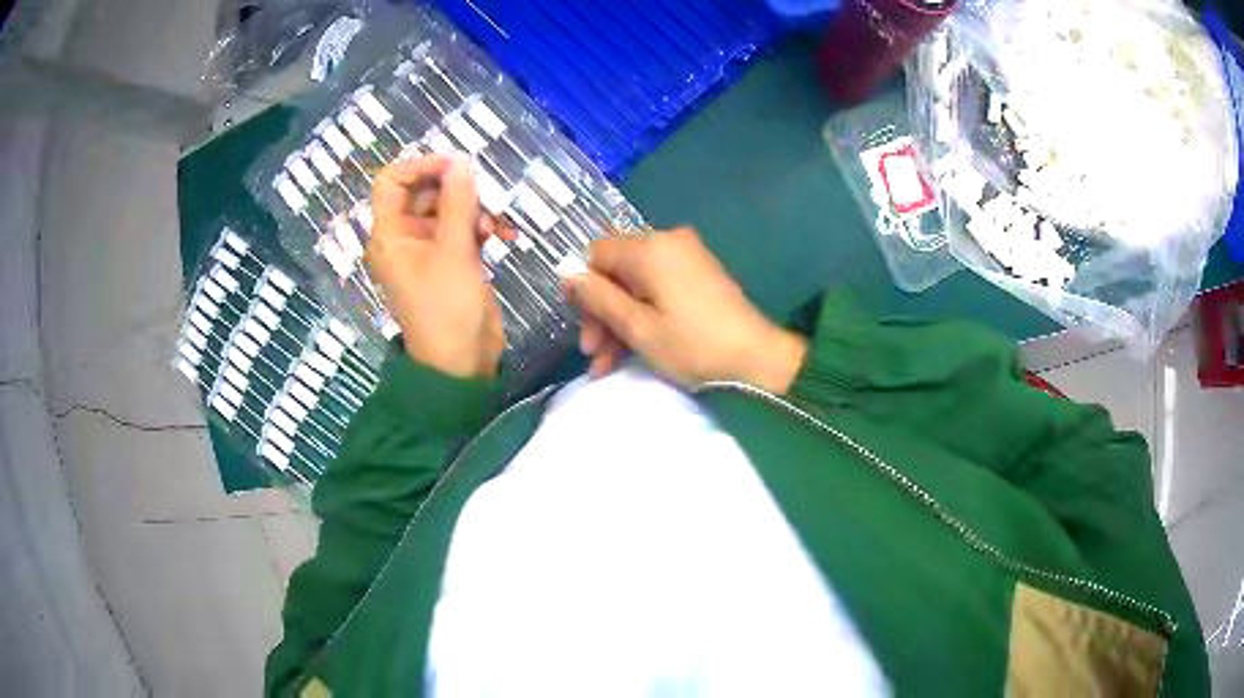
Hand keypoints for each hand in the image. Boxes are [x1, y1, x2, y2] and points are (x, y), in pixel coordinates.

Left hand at [367, 155, 504, 377]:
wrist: (461, 365)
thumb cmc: (447, 310)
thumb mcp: (453, 253)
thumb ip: (458, 203)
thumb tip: (461, 161)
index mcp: (389, 235)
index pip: (392, 182)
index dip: (421, 166)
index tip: (456, 165)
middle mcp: (404, 237)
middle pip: (425, 192)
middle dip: (456, 190)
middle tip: (485, 197)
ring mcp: (428, 250)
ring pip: (449, 209)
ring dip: (475, 209)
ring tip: (495, 226)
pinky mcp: (451, 261)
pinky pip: (463, 229)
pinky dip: (481, 227)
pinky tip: (503, 236)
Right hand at [564, 228, 806, 392]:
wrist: (757, 359)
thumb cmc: (692, 345)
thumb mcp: (637, 327)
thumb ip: (598, 298)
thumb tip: (568, 274)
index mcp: (650, 248)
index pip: (597, 254)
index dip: (582, 287)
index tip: (579, 323)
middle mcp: (667, 242)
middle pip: (616, 270)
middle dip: (600, 312)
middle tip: (592, 352)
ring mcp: (686, 257)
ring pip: (635, 284)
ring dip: (618, 321)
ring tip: (606, 365)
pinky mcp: (699, 274)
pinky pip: (658, 288)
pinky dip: (643, 314)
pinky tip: (630, 351)